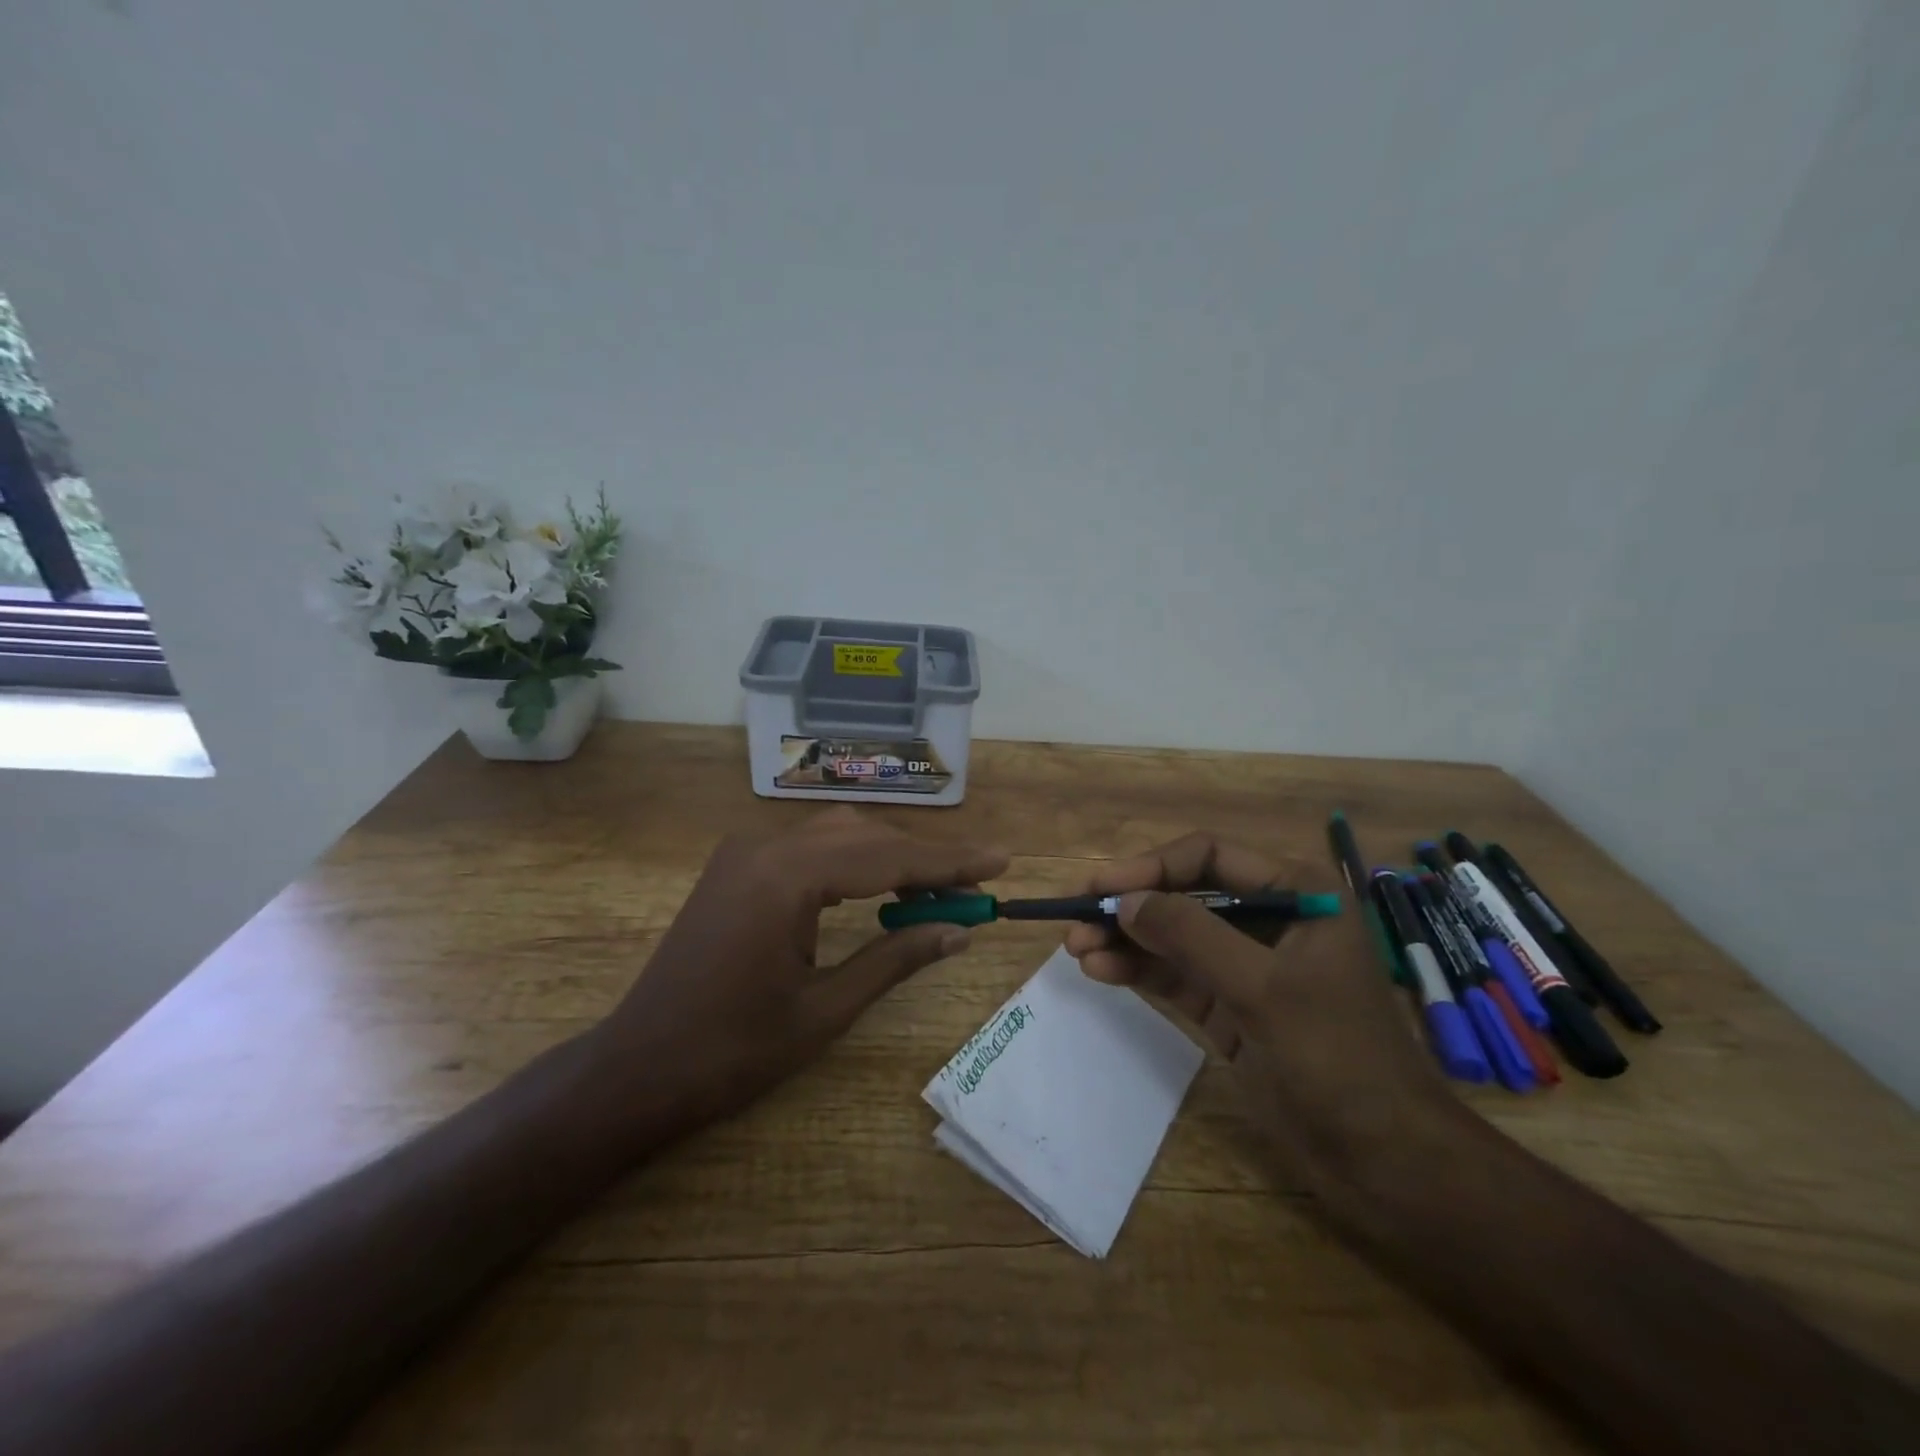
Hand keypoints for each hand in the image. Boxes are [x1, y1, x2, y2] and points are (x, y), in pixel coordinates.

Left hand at [588, 807, 1008, 1139]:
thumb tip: (959, 930)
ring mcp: (744, 852)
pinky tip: (878, 888)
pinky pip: (809, 848)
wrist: (638, 1070)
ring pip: (838, 835)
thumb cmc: (732, 1052)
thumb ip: (896, 958)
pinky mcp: (736, 867)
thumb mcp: (825, 1009)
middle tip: (973, 884)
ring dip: (889, 856)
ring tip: (936, 888)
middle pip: (865, 836)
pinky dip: (853, 862)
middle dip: (923, 857)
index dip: (950, 860)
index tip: (1001, 861)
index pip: (887, 856)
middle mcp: (764, 846)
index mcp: (785, 877)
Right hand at [1063, 832, 1457, 1193]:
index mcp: (1297, 893)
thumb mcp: (1262, 988)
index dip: (1151, 867)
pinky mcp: (1230, 1007)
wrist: (1386, 1162)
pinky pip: (1176, 976)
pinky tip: (1100, 970)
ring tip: (1075, 948)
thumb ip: (1191, 936)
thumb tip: (1124, 900)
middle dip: (1131, 906)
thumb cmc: (1338, 1058)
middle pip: (1185, 895)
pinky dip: (1138, 970)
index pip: (1209, 857)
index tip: (1101, 887)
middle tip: (1076, 918)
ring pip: (1173, 937)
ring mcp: (1248, 966)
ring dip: (1126, 940)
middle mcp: (1270, 919)